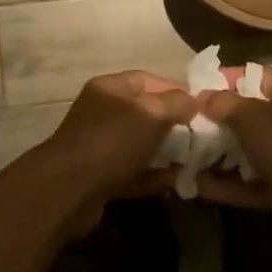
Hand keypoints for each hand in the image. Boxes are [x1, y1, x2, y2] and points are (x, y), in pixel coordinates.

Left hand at [37, 71, 196, 233]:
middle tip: (201, 136)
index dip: (176, 90)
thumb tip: (193, 102)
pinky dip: (154, 176)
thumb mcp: (151, 114)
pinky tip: (177, 181)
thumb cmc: (112, 141)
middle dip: (175, 124)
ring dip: (167, 152)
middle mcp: (103, 113)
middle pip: (146, 113)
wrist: (68, 191)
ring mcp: (100, 146)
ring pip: (141, 144)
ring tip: (194, 160)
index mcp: (110, 89)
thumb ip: (177, 103)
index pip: (149, 80)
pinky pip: (134, 171)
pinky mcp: (101, 177)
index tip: (203, 107)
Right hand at [195, 67, 271, 241]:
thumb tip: (202, 96)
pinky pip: (246, 183)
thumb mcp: (254, 117)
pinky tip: (193, 186)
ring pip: (243, 151)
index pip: (252, 76)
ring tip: (179, 156)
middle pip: (245, 115)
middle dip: (213, 121)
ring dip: (215, 156)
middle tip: (179, 125)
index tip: (192, 88)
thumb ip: (225, 104)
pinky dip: (224, 185)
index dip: (224, 79)